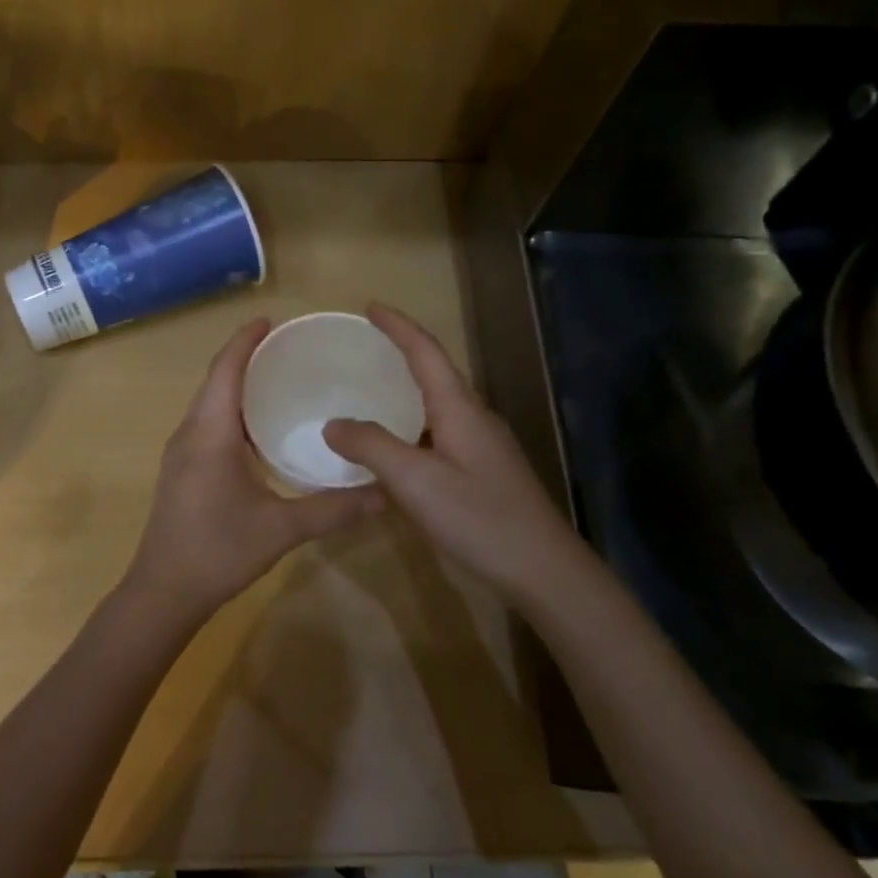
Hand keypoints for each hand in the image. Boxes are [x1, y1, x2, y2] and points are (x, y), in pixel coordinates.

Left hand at [123, 318, 384, 621]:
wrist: (163, 591)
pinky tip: (260, 430)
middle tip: (288, 349)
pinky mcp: (182, 470)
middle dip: (246, 358)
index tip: (270, 320)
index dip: (245, 341)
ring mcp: (181, 452)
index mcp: (209, 433)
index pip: (225, 371)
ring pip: (209, 404)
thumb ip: (333, 509)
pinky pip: (207, 424)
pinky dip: (232, 412)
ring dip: (238, 386)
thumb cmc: (217, 551)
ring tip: (278, 380)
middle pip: (215, 381)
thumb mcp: (281, 529)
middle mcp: (190, 433)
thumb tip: (385, 492)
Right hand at [322, 304, 584, 605]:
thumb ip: (372, 446)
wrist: (544, 571)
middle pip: (434, 372)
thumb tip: (333, 424)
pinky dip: (411, 426)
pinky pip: (439, 433)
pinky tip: (393, 449)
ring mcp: (482, 446)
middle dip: (400, 353)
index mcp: (459, 408)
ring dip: (405, 391)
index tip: (370, 306)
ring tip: (368, 393)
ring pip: (437, 405)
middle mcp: (474, 418)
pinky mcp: (483, 471)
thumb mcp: (416, 481)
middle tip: (361, 349)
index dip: (398, 326)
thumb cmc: (480, 518)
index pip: (426, 352)